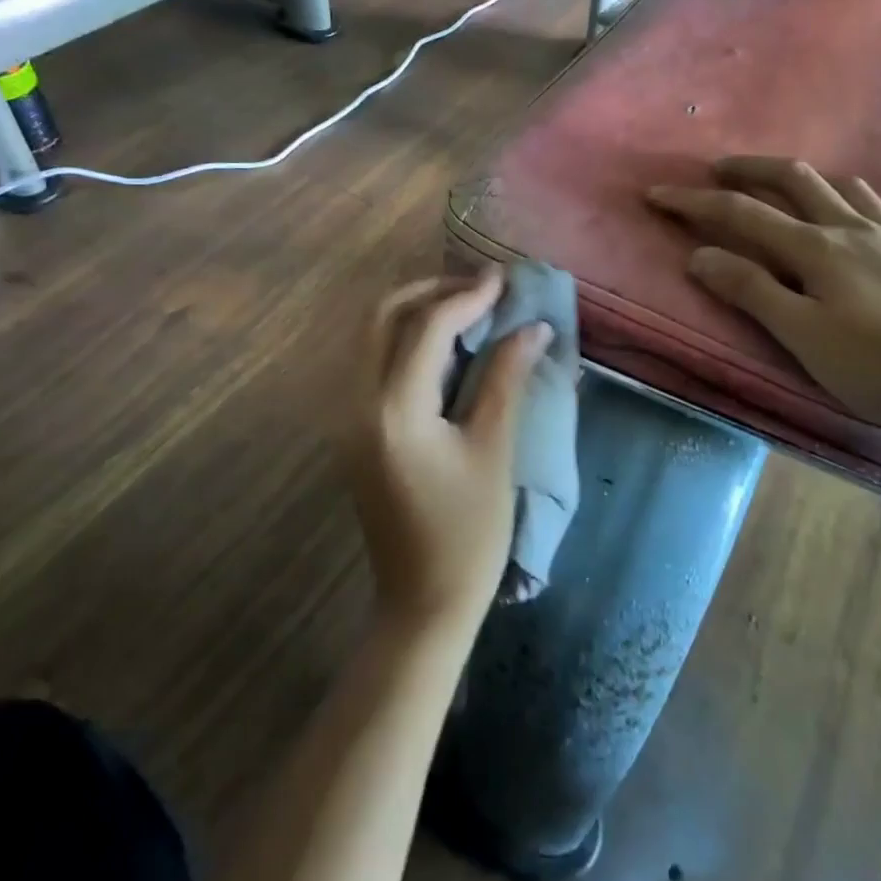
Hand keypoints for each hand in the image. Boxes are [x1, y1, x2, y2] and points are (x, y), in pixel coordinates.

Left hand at [350, 270, 550, 632]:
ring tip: (465, 310)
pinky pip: (371, 364)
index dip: (468, 296)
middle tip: (480, 290)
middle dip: (431, 292)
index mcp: (394, 409)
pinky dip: (403, 342)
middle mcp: (358, 403)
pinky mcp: (352, 432)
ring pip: (371, 338)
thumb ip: (506, 379)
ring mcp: (347, 418)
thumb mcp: (493, 450)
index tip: (504, 279)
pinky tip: (442, 347)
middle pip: (382, 317)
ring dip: (414, 313)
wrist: (422, 601)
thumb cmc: (468, 533)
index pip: (427, 328)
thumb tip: (532, 326)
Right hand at [647, 157, 880, 434]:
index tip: (657, 194)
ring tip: (794, 190)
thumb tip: (700, 255)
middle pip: (797, 180)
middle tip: (720, 169)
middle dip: (752, 169)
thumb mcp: (804, 336)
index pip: (741, 214)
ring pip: (850, 190)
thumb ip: (752, 291)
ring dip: (813, 182)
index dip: (695, 203)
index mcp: (817, 248)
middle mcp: (856, 229)